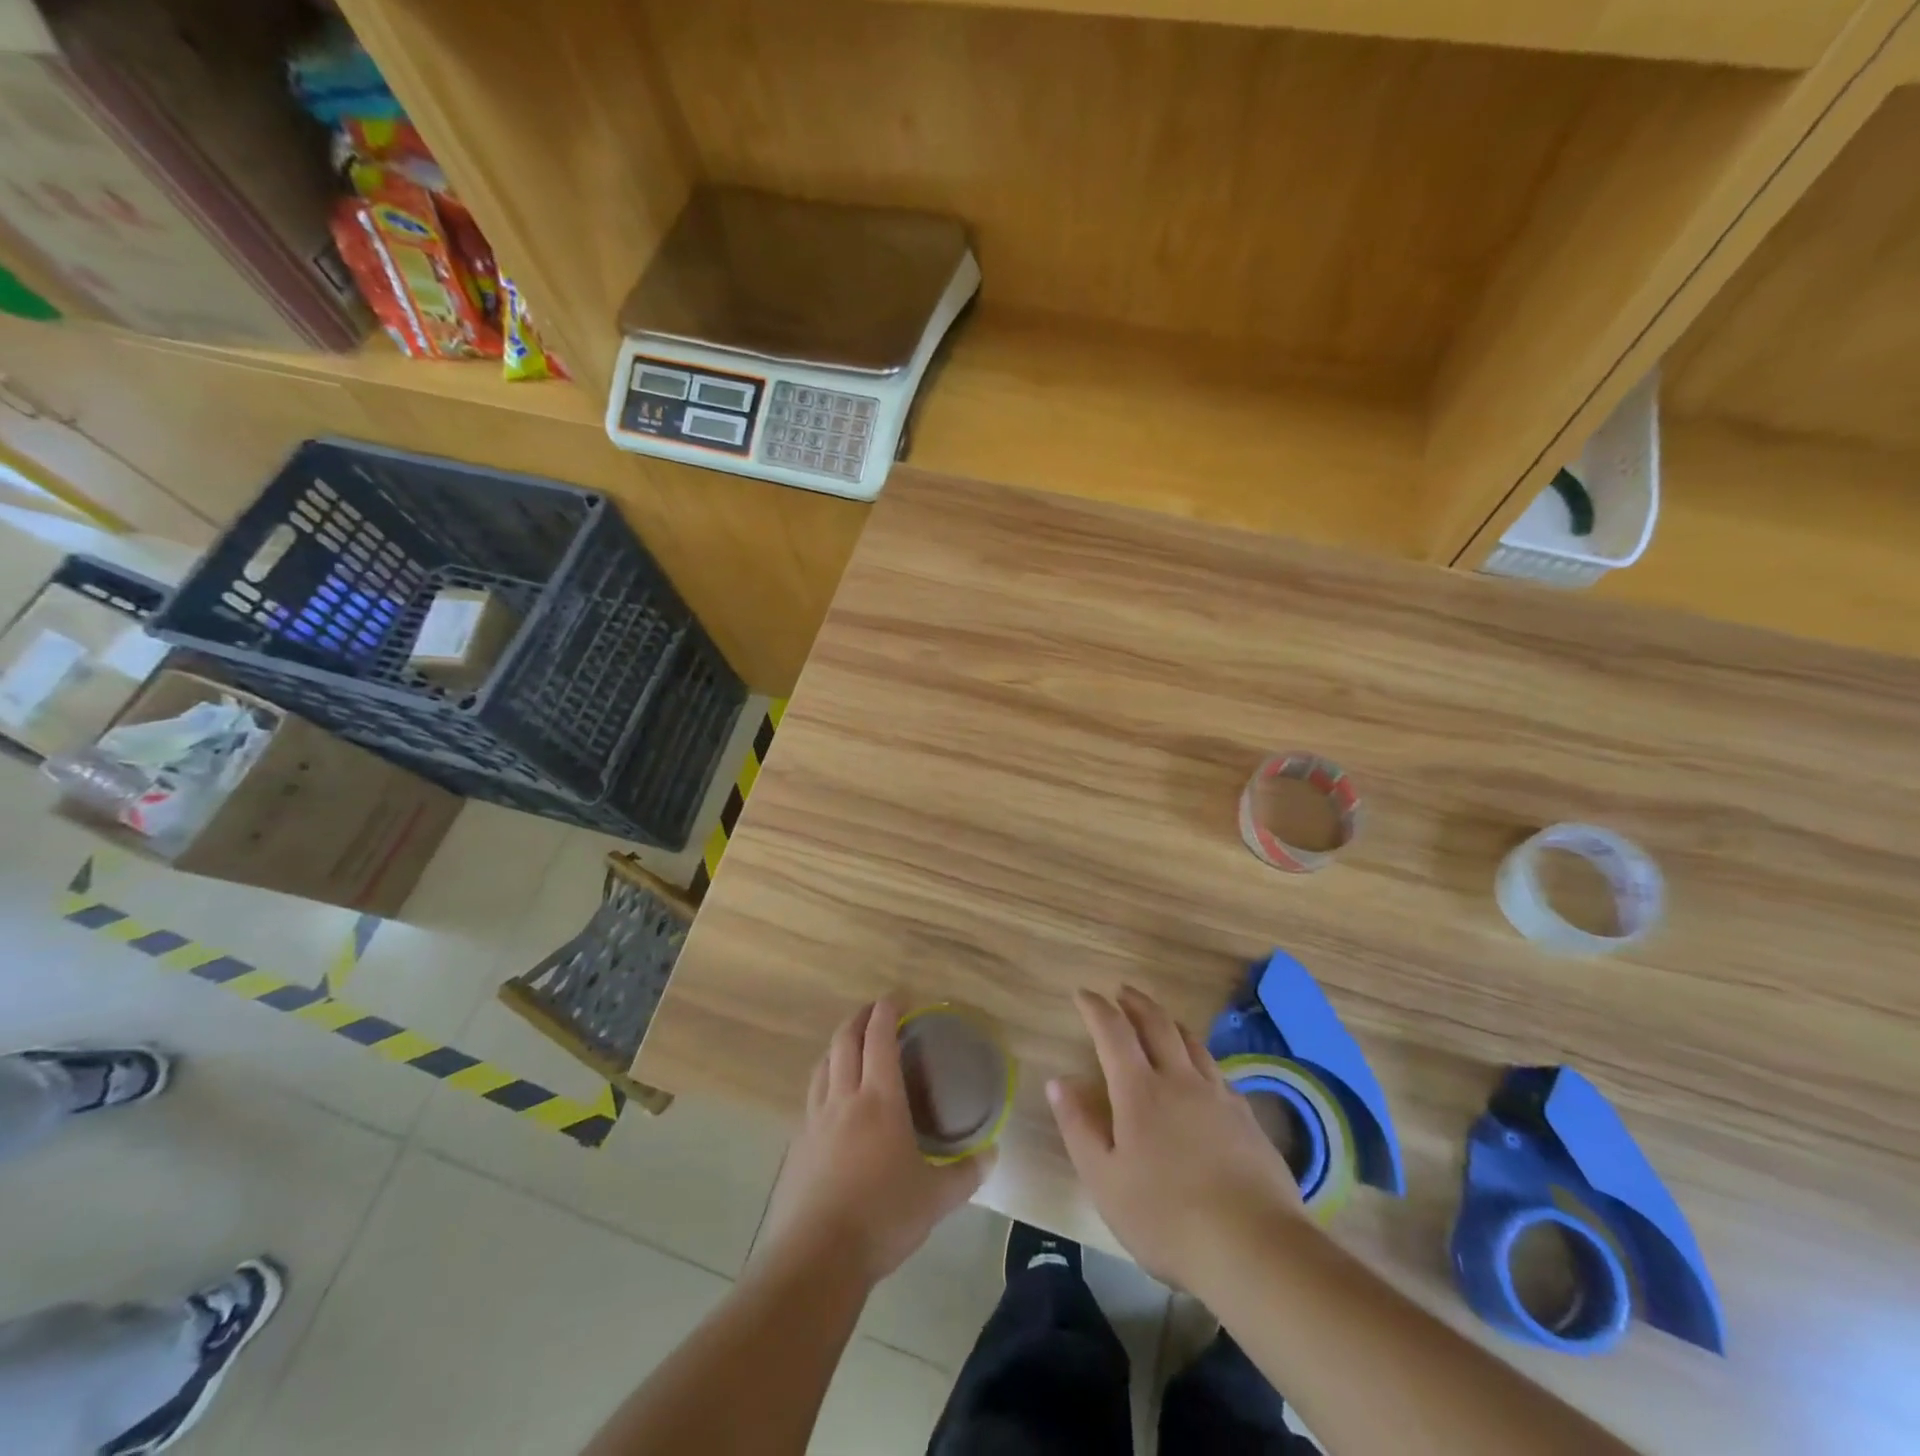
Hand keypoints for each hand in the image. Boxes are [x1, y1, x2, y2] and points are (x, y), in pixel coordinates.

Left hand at [757, 999, 989, 1286]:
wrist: (816, 1258)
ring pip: (823, 1065)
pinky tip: (832, 1102)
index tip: (896, 997)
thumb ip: (966, 1173)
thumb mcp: (936, 1199)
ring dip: (837, 1046)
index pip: (880, 1039)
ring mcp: (815, 1120)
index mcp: (880, 1100)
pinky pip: (812, 1098)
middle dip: (859, 1018)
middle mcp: (844, 1099)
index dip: (887, 1011)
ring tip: (850, 1046)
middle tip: (874, 1011)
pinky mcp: (797, 1145)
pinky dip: (824, 1082)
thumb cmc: (883, 1218)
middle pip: (845, 1041)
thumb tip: (992, 1154)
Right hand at [1048, 986, 1305, 1291]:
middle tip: (1121, 992)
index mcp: (1140, 1091)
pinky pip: (1217, 1070)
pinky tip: (1201, 1071)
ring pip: (1192, 1042)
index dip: (1095, 1008)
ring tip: (1159, 1019)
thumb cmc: (1166, 1218)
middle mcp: (1180, 1080)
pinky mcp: (1247, 1118)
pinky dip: (1199, 1056)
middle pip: (1157, 1024)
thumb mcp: (1105, 1180)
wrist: (1255, 1248)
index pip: (1113, 1032)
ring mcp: (1218, 1096)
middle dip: (1136, 1002)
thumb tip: (1057, 1082)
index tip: (1082, 994)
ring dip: (1169, 1022)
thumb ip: (1079, 1127)